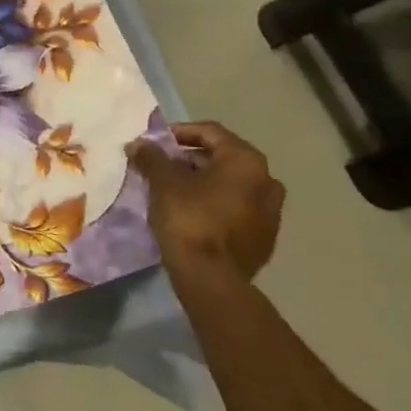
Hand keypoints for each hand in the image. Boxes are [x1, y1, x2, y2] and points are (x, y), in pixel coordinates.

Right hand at [128, 121, 284, 280]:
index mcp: (246, 162)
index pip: (211, 132)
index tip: (156, 143)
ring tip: (174, 190)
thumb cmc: (189, 218)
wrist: (211, 277)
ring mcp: (271, 212)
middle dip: (191, 159)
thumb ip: (152, 157)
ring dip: (204, 182)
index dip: (179, 132)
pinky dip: (216, 203)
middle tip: (162, 166)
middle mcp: (267, 181)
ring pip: (232, 185)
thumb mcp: (163, 182)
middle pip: (223, 158)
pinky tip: (192, 213)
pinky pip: (237, 208)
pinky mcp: (265, 237)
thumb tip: (138, 144)